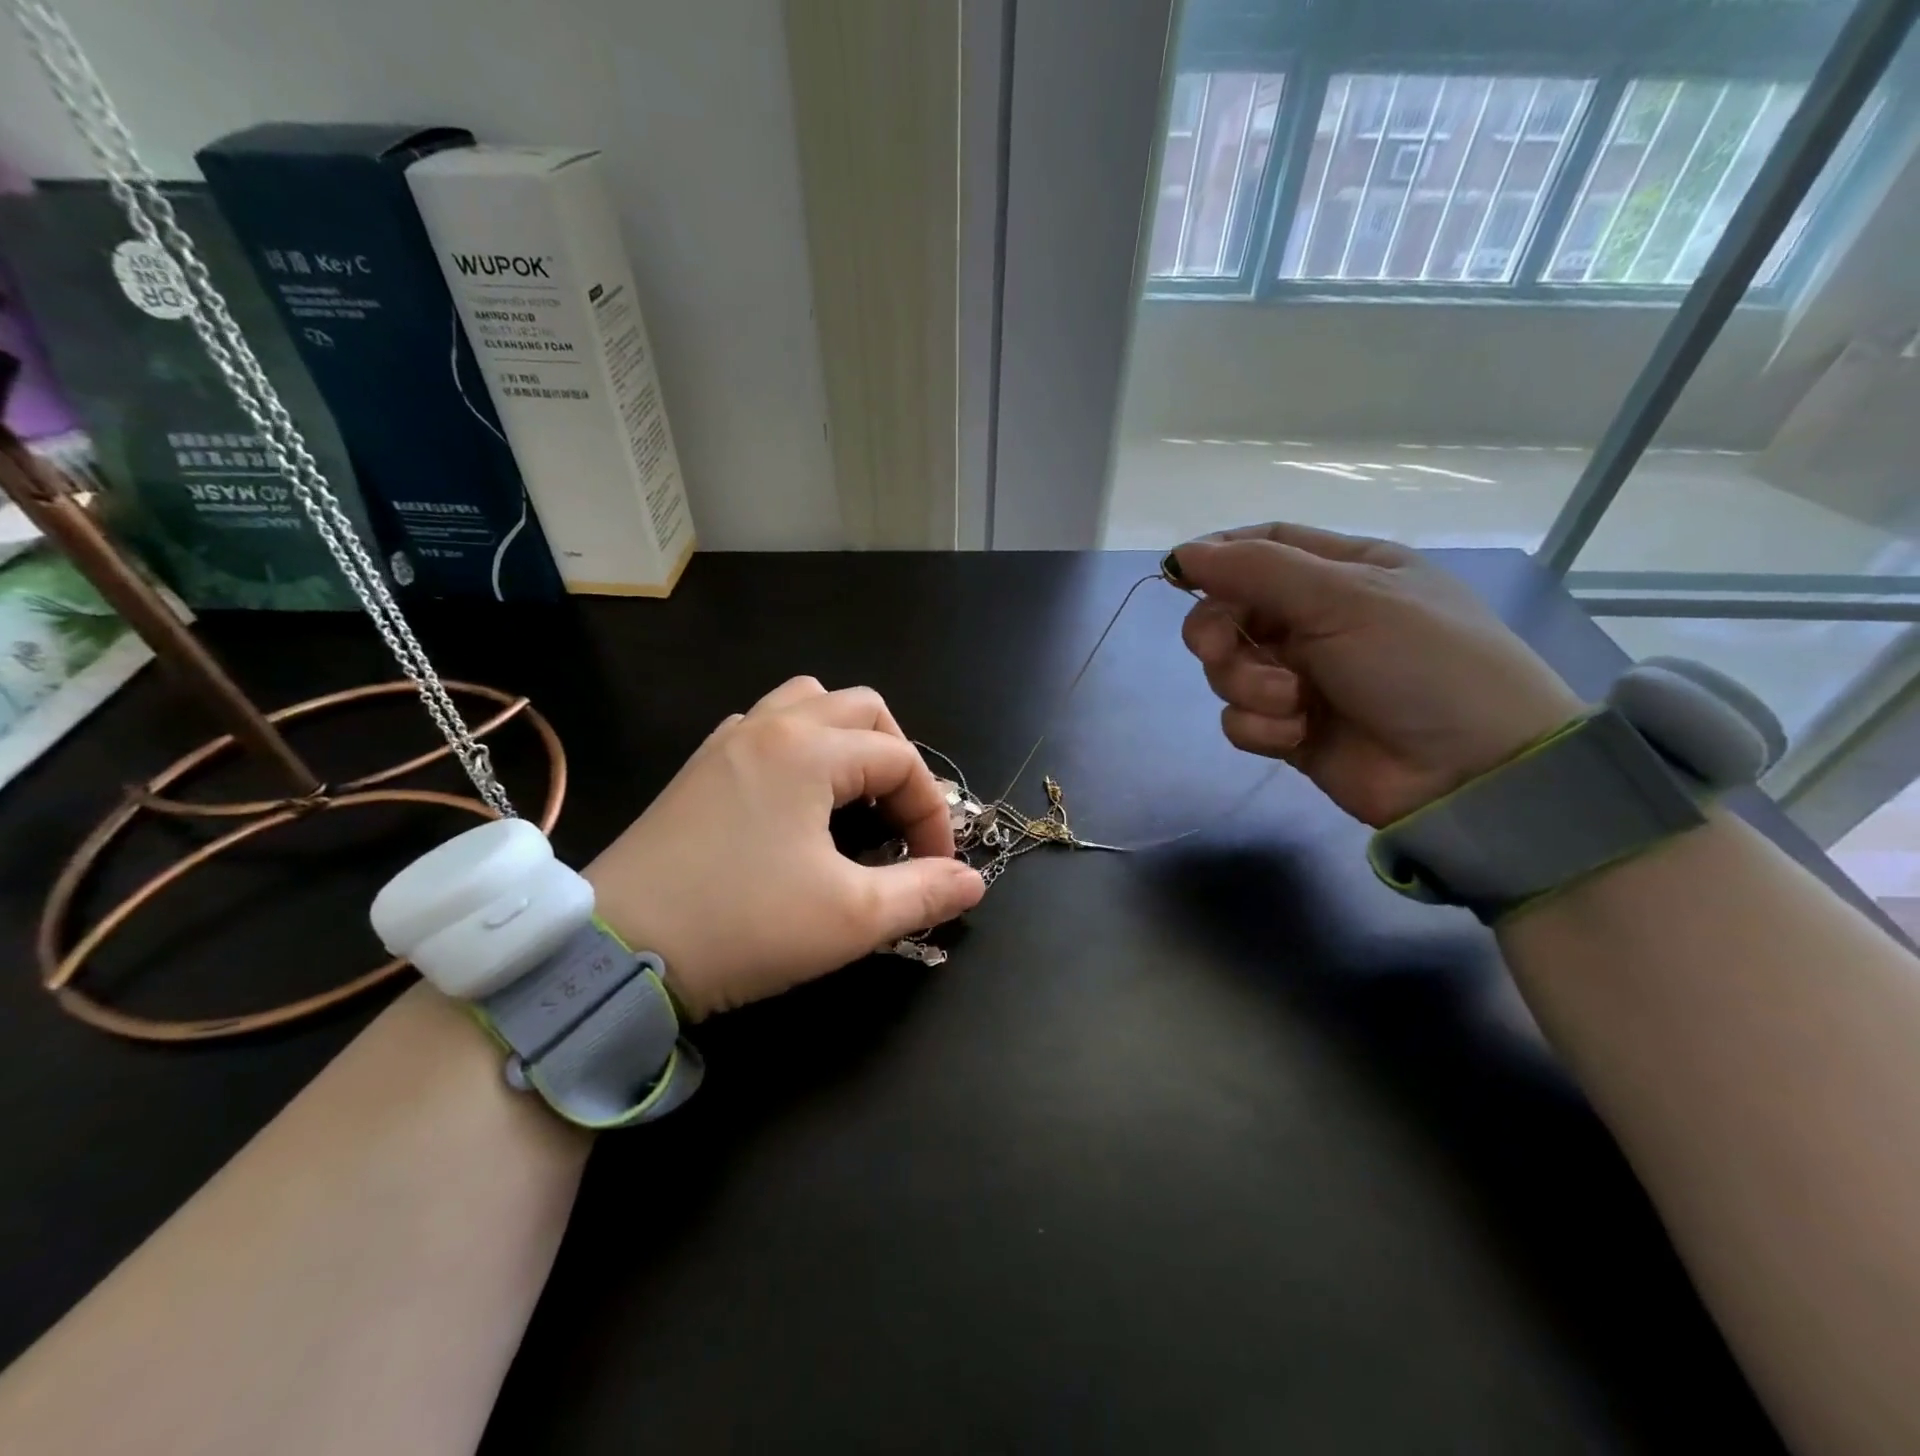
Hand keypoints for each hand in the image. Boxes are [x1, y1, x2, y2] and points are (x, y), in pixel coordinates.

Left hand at [582, 677, 984, 1019]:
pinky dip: (802, 745)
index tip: (936, 867)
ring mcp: (728, 741)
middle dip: (897, 759)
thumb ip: (923, 893)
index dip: (933, 812)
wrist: (615, 951)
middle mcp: (770, 727)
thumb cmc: (742, 927)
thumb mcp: (849, 918)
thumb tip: (973, 882)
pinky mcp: (700, 767)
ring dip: (848, 740)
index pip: (901, 760)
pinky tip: (798, 800)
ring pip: (809, 703)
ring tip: (855, 796)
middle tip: (901, 820)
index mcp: (809, 750)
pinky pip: (767, 726)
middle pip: (862, 709)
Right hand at [1174, 523, 1584, 827]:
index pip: (1264, 546)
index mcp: (1342, 572)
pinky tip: (1296, 734)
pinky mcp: (1291, 728)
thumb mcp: (1345, 598)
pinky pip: (1241, 719)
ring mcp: (1303, 677)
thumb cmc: (1421, 662)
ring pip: (1229, 668)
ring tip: (1292, 702)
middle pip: (1231, 611)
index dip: (1218, 556)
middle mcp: (1318, 619)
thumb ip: (1258, 570)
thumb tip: (1182, 553)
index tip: (1178, 574)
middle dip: (1217, 631)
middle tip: (1221, 650)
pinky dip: (1259, 725)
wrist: (1472, 771)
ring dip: (1247, 684)